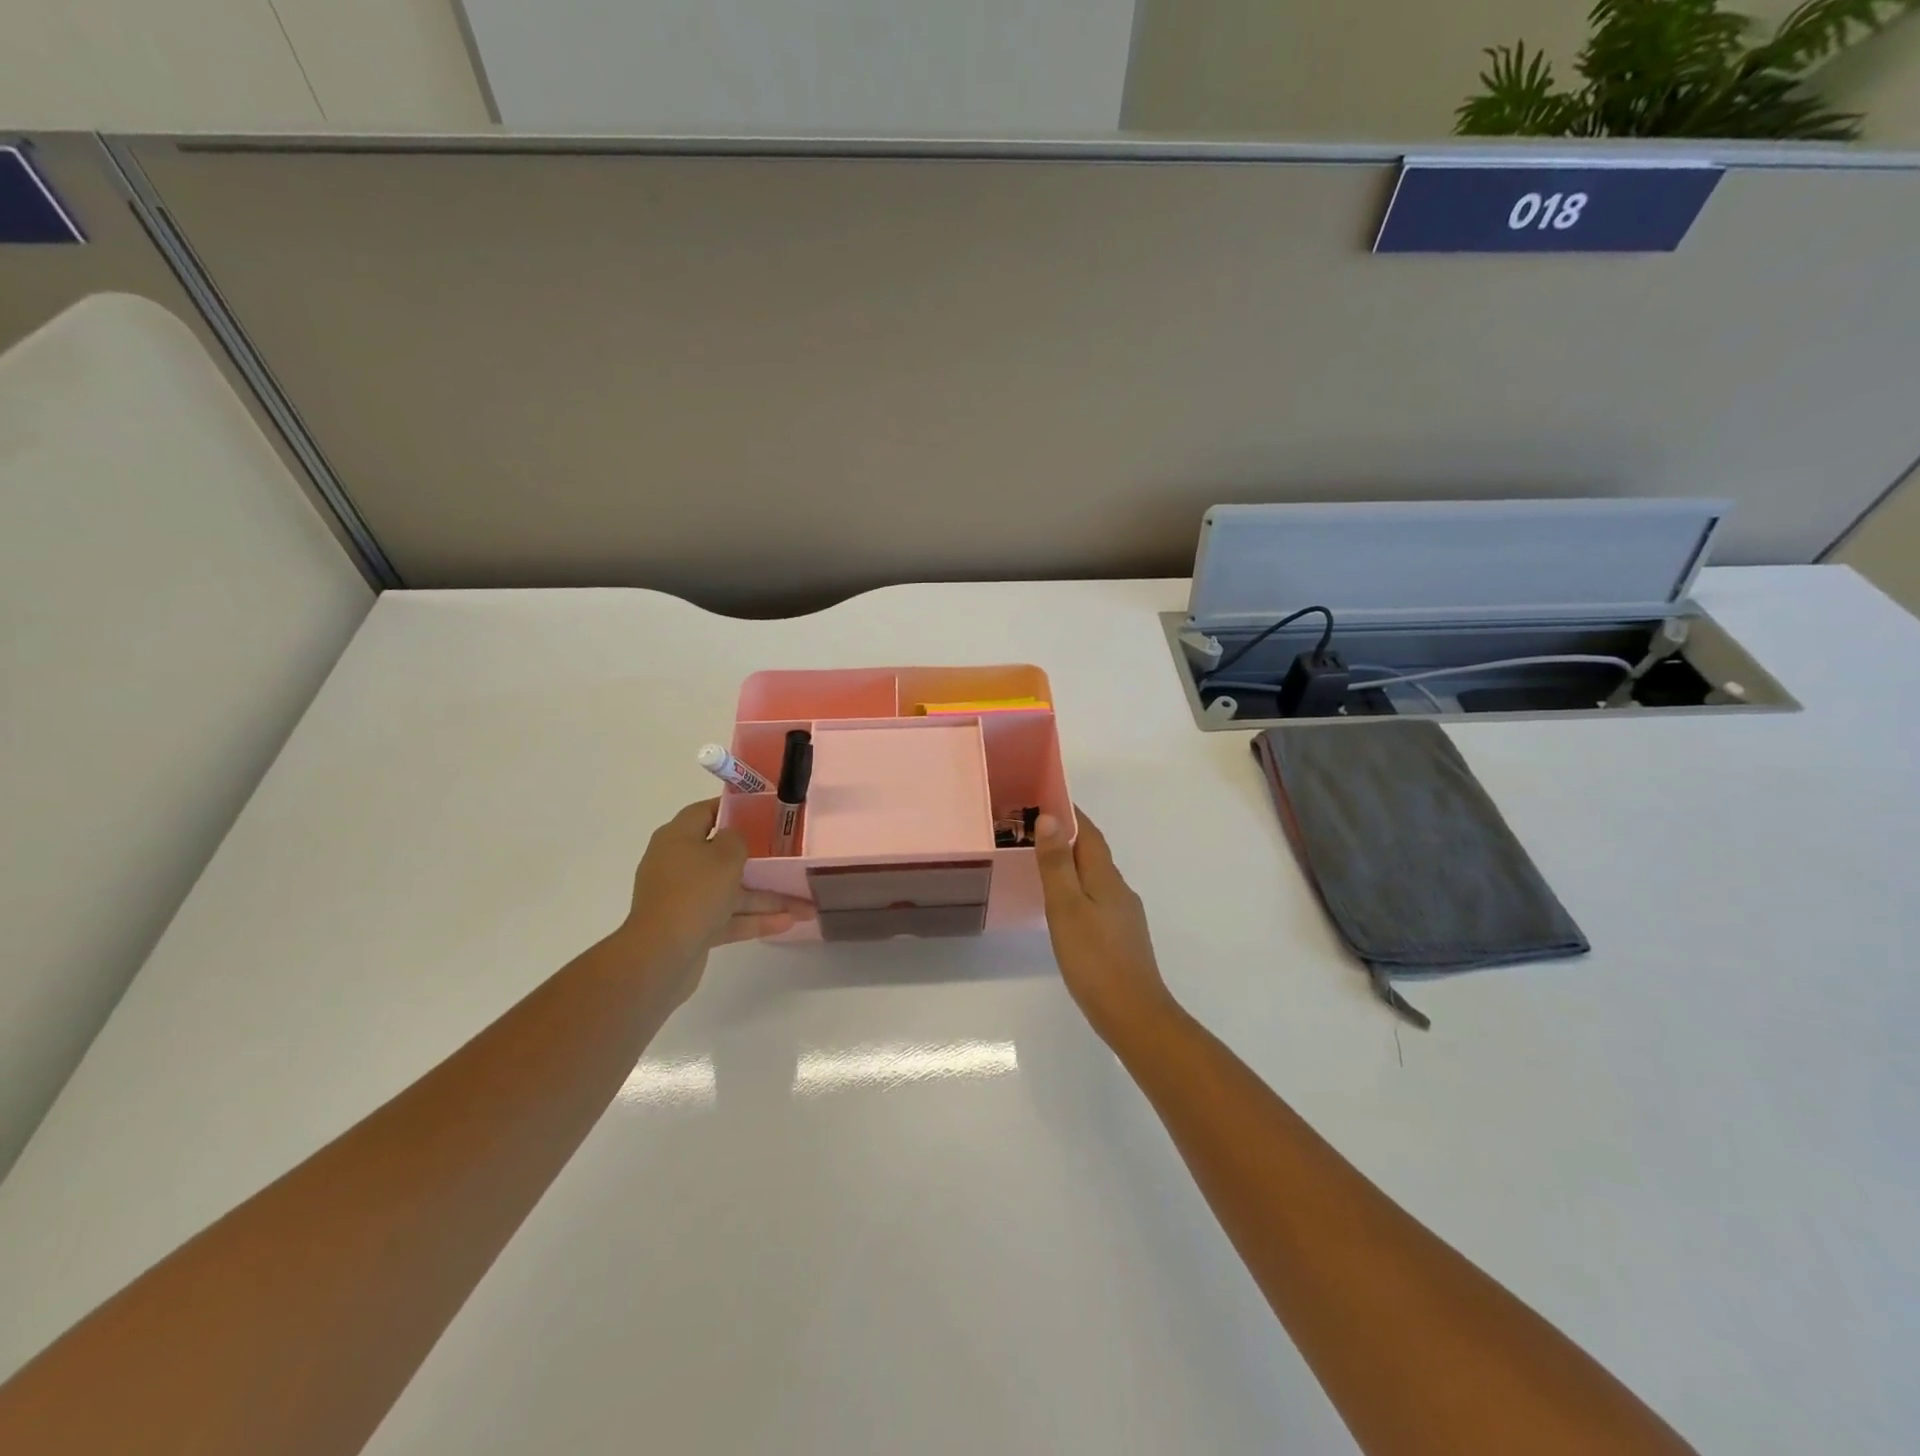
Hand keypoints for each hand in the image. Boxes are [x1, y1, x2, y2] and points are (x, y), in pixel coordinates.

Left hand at [619, 799, 804, 998]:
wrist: (660, 955)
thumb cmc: (694, 892)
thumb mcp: (725, 855)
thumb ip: (737, 838)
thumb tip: (733, 839)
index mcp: (677, 838)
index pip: (705, 812)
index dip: (734, 809)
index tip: (764, 811)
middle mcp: (678, 864)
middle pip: (723, 855)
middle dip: (760, 861)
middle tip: (790, 858)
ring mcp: (684, 898)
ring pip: (731, 891)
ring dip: (766, 897)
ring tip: (806, 906)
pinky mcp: (692, 927)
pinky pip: (729, 917)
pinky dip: (755, 919)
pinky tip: (788, 922)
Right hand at [1034, 808, 1177, 1039]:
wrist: (1134, 1015)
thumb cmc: (1094, 959)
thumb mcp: (1066, 907)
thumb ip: (1057, 863)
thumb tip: (1049, 817)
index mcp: (1106, 877)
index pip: (1089, 833)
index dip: (1070, 813)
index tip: (1045, 797)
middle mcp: (1119, 890)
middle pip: (1093, 853)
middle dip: (1068, 836)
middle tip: (1033, 829)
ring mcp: (1123, 915)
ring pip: (1095, 877)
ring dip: (1072, 863)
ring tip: (1042, 863)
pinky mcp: (1121, 937)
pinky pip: (1096, 898)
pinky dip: (1078, 889)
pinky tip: (1064, 906)